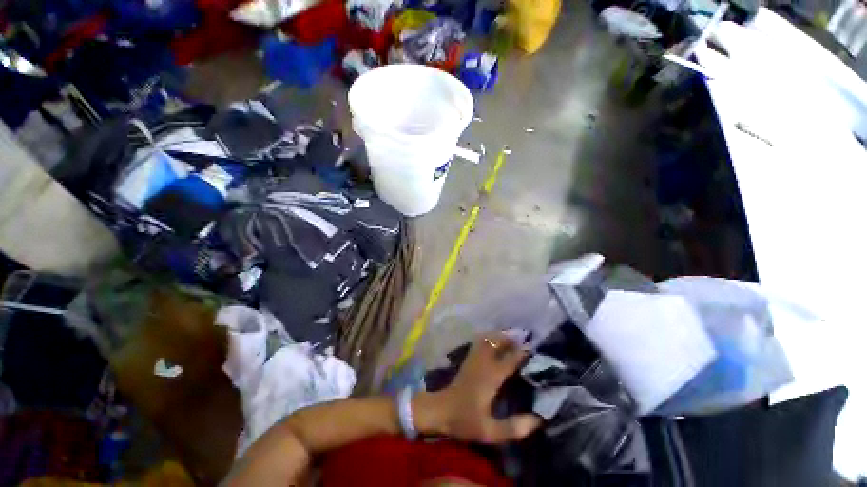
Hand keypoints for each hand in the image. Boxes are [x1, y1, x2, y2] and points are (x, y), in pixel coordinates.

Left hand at [414, 332, 541, 443]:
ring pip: (487, 339)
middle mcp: (483, 363)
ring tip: (512, 337)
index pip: (509, 360)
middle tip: (524, 340)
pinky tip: (494, 340)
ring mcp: (473, 359)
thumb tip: (539, 419)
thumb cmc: (464, 420)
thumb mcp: (490, 431)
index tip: (534, 349)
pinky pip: (479, 342)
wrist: (440, 410)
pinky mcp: (467, 359)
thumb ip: (514, 427)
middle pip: (497, 343)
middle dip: (511, 339)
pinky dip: (489, 338)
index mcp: (490, 377)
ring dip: (499, 336)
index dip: (522, 353)